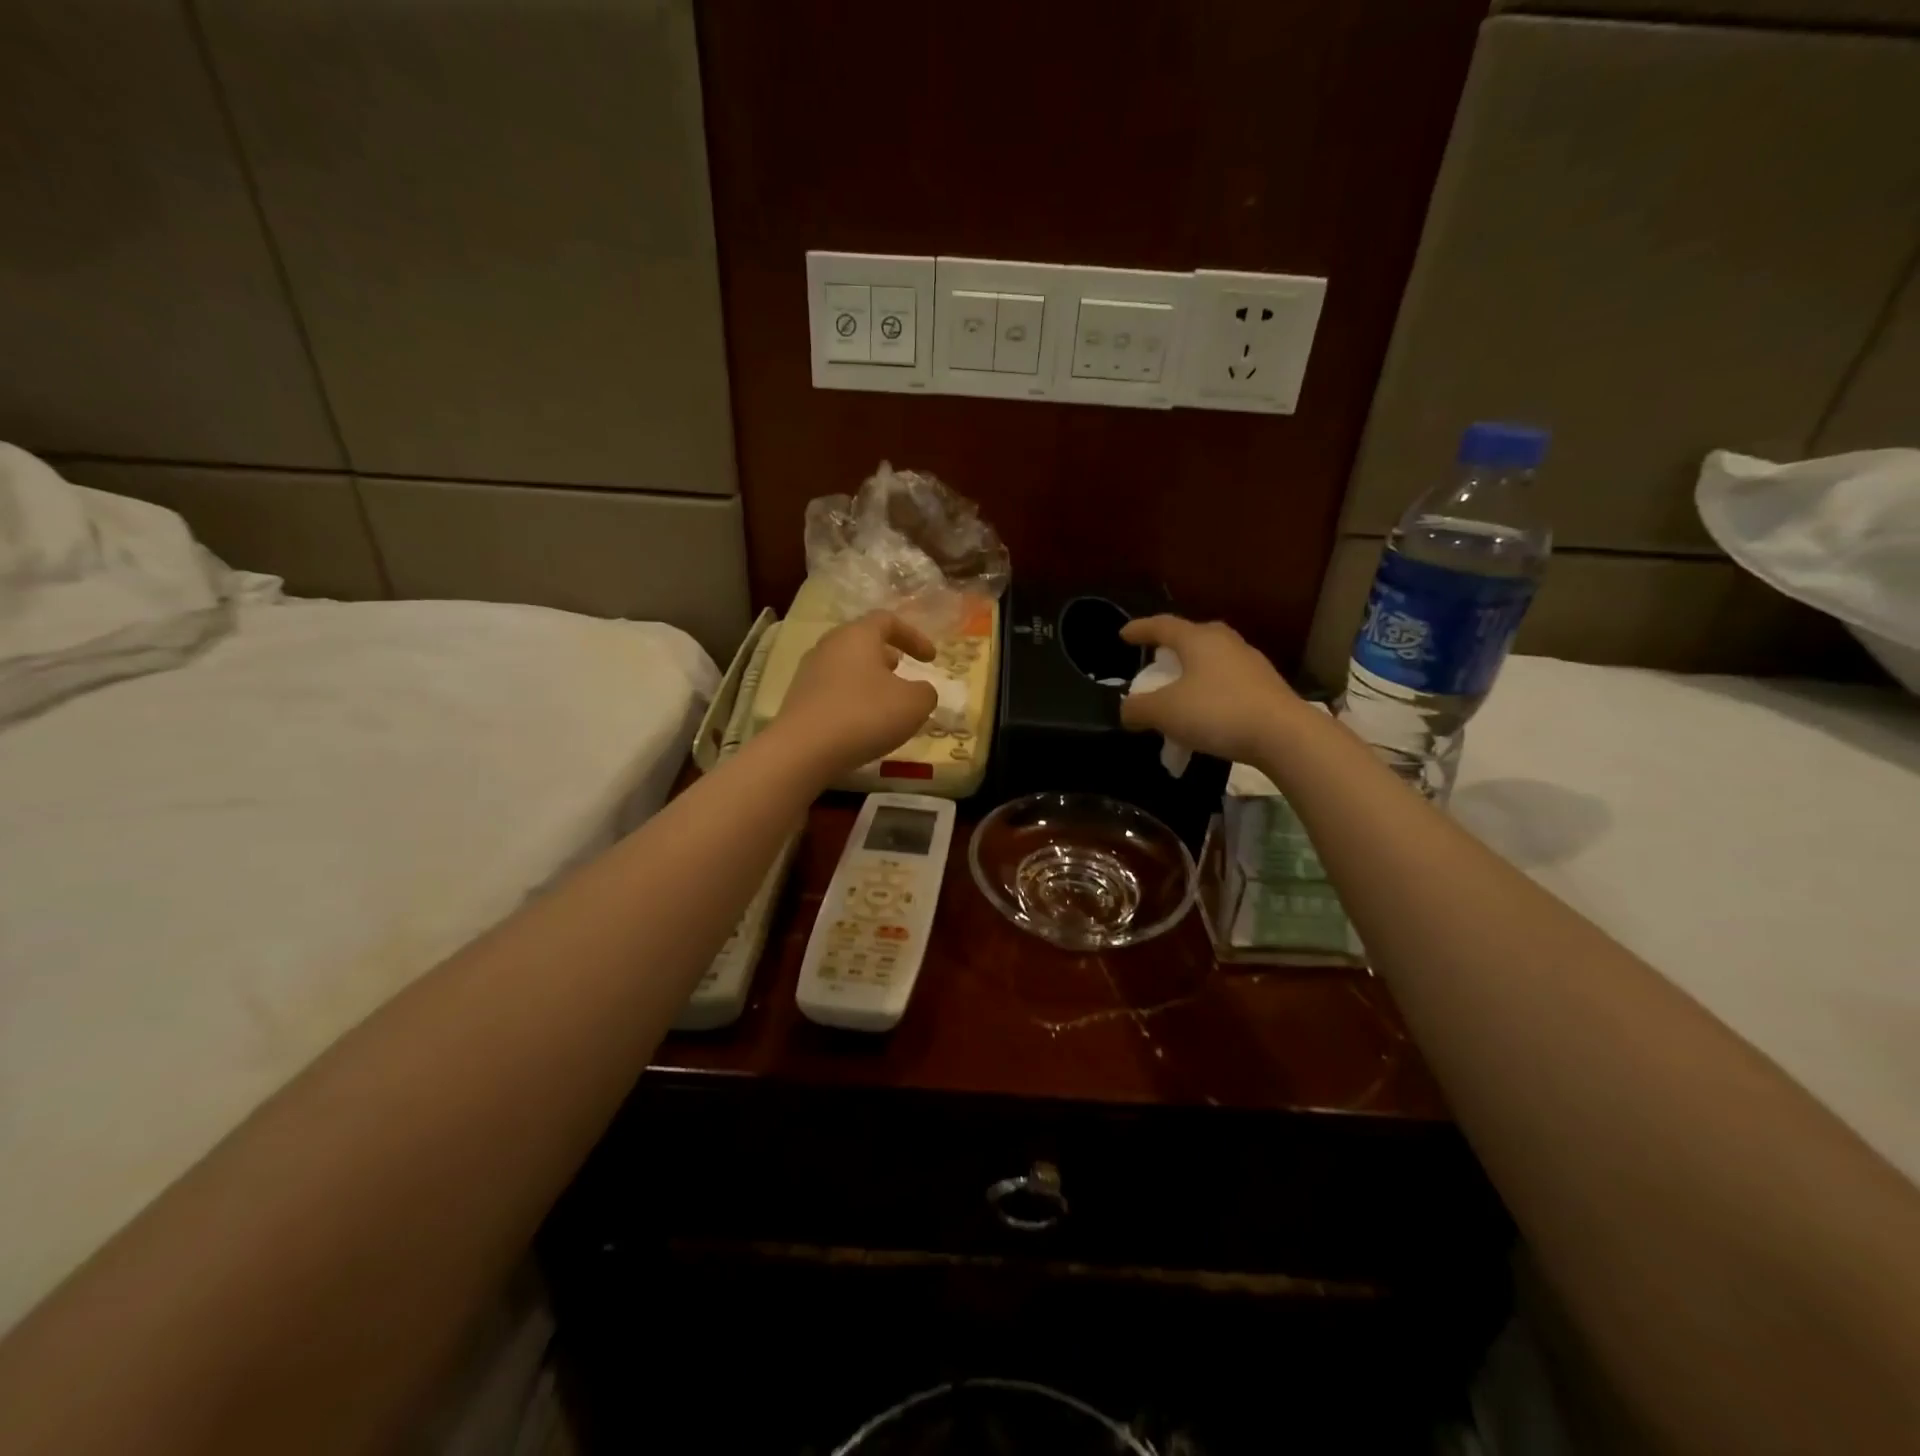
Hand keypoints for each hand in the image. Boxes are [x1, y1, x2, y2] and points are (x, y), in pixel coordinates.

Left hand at [772, 611, 939, 775]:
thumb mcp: (913, 704)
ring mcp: (809, 671)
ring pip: (847, 665)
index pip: (888, 620)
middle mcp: (829, 645)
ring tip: (886, 700)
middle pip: (862, 641)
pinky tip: (863, 721)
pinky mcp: (799, 698)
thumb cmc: (865, 715)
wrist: (803, 750)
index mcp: (857, 635)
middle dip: (887, 655)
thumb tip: (921, 691)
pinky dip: (853, 697)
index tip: (931, 658)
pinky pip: (833, 689)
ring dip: (869, 678)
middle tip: (903, 671)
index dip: (914, 636)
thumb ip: (926, 692)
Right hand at [1119, 615, 1305, 765]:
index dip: (1140, 629)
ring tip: (1180, 690)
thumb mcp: (1164, 712)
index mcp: (1198, 639)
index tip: (1124, 635)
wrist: (1283, 735)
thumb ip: (1138, 708)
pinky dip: (1211, 690)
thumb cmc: (1217, 712)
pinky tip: (1206, 711)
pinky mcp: (1267, 686)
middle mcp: (1226, 642)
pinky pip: (1228, 681)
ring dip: (1193, 671)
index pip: (1162, 625)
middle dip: (1172, 646)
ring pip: (1213, 659)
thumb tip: (1127, 710)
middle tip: (1157, 659)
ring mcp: (1251, 663)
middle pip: (1193, 636)